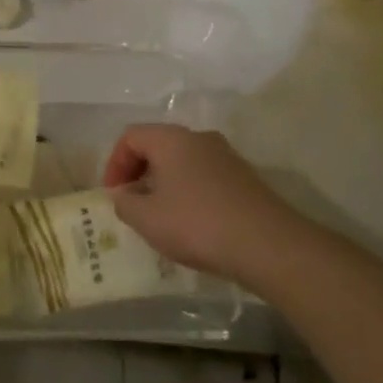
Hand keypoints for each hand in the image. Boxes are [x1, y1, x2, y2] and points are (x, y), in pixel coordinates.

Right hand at [103, 124, 311, 286]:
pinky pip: (204, 176)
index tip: (113, 194)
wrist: (269, 245)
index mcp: (171, 139)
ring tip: (159, 216)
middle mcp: (199, 138)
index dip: (114, 164)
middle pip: (158, 146)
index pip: (131, 136)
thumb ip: (124, 202)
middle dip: (139, 173)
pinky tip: (191, 223)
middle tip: (131, 202)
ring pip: (183, 162)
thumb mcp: (146, 218)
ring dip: (164, 184)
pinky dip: (188, 192)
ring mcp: (226, 157)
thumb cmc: (197, 224)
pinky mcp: (245, 178)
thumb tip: (124, 195)